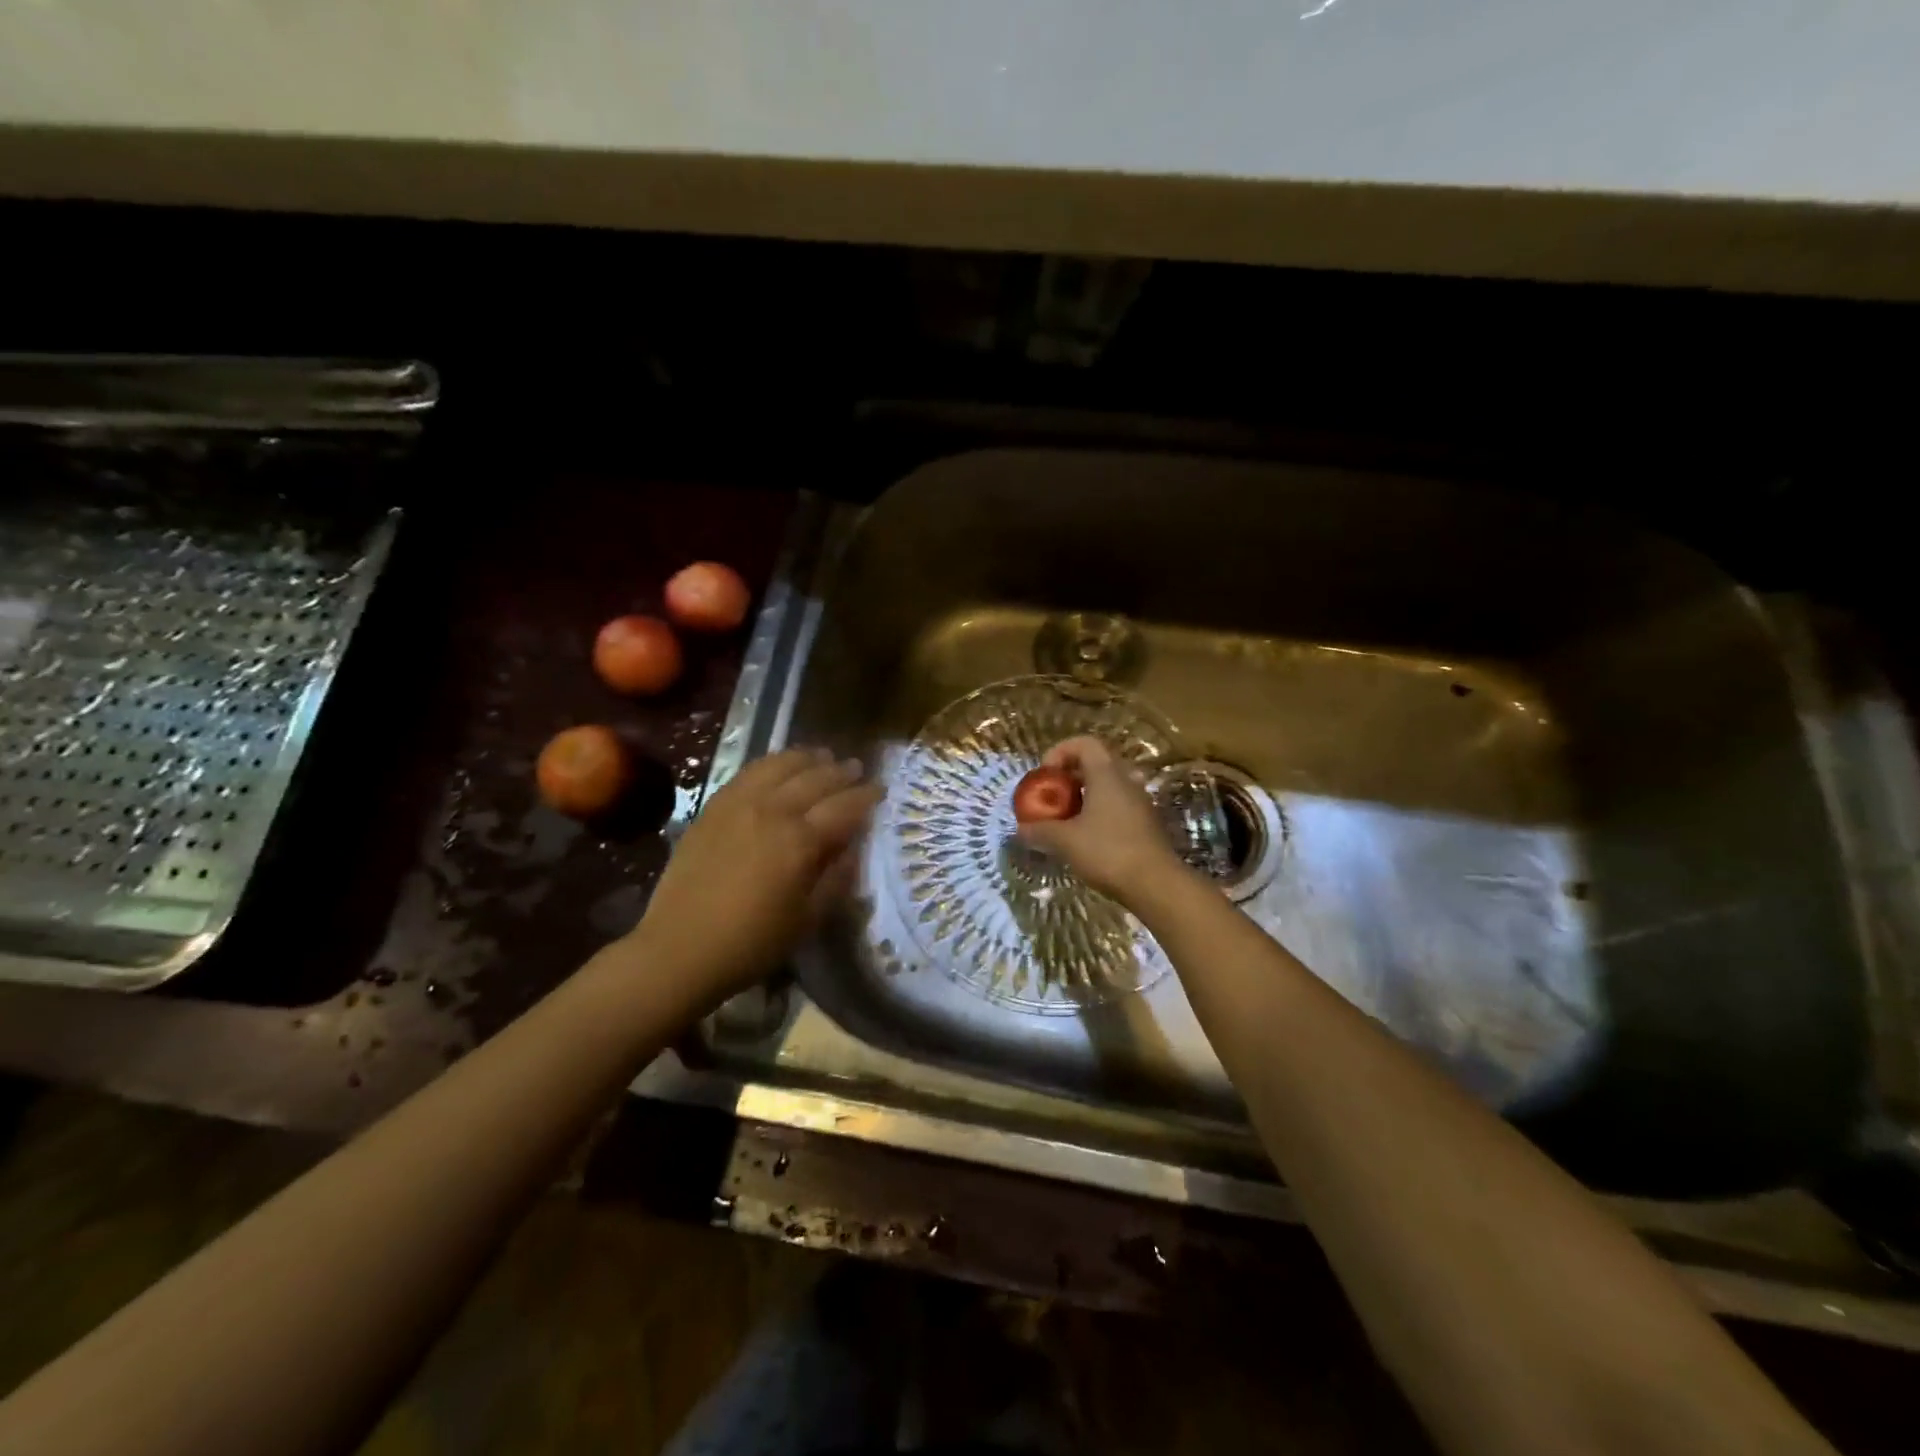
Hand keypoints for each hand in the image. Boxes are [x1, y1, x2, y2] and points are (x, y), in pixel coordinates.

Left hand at [635, 748, 881, 1005]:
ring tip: (823, 757)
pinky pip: (749, 772)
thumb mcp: (808, 919)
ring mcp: (739, 804)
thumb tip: (854, 845)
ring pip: (781, 765)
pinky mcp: (714, 807)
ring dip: (808, 759)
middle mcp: (773, 811)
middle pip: (816, 778)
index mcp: (801, 841)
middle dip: (842, 772)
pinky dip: (772, 763)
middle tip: (857, 769)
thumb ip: (837, 876)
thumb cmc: (752, 942)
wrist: (679, 949)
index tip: (881, 790)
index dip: (867, 796)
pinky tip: (780, 766)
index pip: (845, 806)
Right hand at [1015, 736, 1185, 904]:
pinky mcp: (1146, 823)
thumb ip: (1040, 830)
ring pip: (1108, 786)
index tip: (1045, 775)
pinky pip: (1118, 805)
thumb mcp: (1065, 841)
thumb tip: (1020, 829)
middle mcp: (1126, 781)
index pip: (1084, 743)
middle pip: (1095, 763)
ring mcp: (1140, 802)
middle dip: (1069, 777)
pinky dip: (1099, 812)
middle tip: (1052, 797)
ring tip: (1066, 819)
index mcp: (1107, 774)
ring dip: (1084, 796)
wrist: (1156, 884)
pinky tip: (1086, 837)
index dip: (1060, 751)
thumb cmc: (1108, 852)